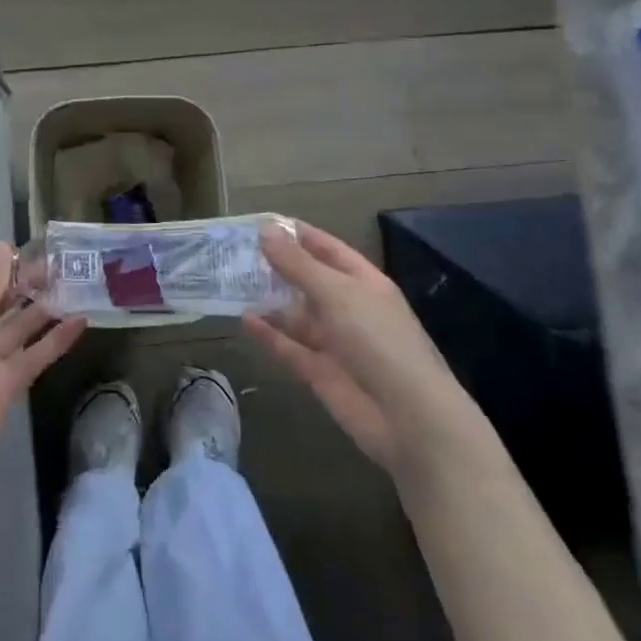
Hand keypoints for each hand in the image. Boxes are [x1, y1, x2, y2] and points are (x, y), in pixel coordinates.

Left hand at [0, 242, 85, 502]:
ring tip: (73, 285)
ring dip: (42, 307)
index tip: (15, 250)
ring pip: (19, 326)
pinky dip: (56, 339)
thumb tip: (0, 245)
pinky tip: (81, 321)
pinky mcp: (9, 383)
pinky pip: (35, 354)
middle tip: (55, 264)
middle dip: (20, 281)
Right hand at [247, 222, 468, 484]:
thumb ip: (298, 264)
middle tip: (234, 252)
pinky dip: (269, 335)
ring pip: (296, 315)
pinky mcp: (320, 373)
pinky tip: (244, 319)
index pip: (327, 249)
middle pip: (308, 281)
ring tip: (231, 283)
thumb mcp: (337, 293)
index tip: (259, 222)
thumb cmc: (378, 340)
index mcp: (363, 282)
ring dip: (269, 300)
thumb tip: (266, 230)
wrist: (408, 418)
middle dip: (276, 266)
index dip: (297, 235)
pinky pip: (290, 347)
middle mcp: (348, 308)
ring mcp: (334, 342)